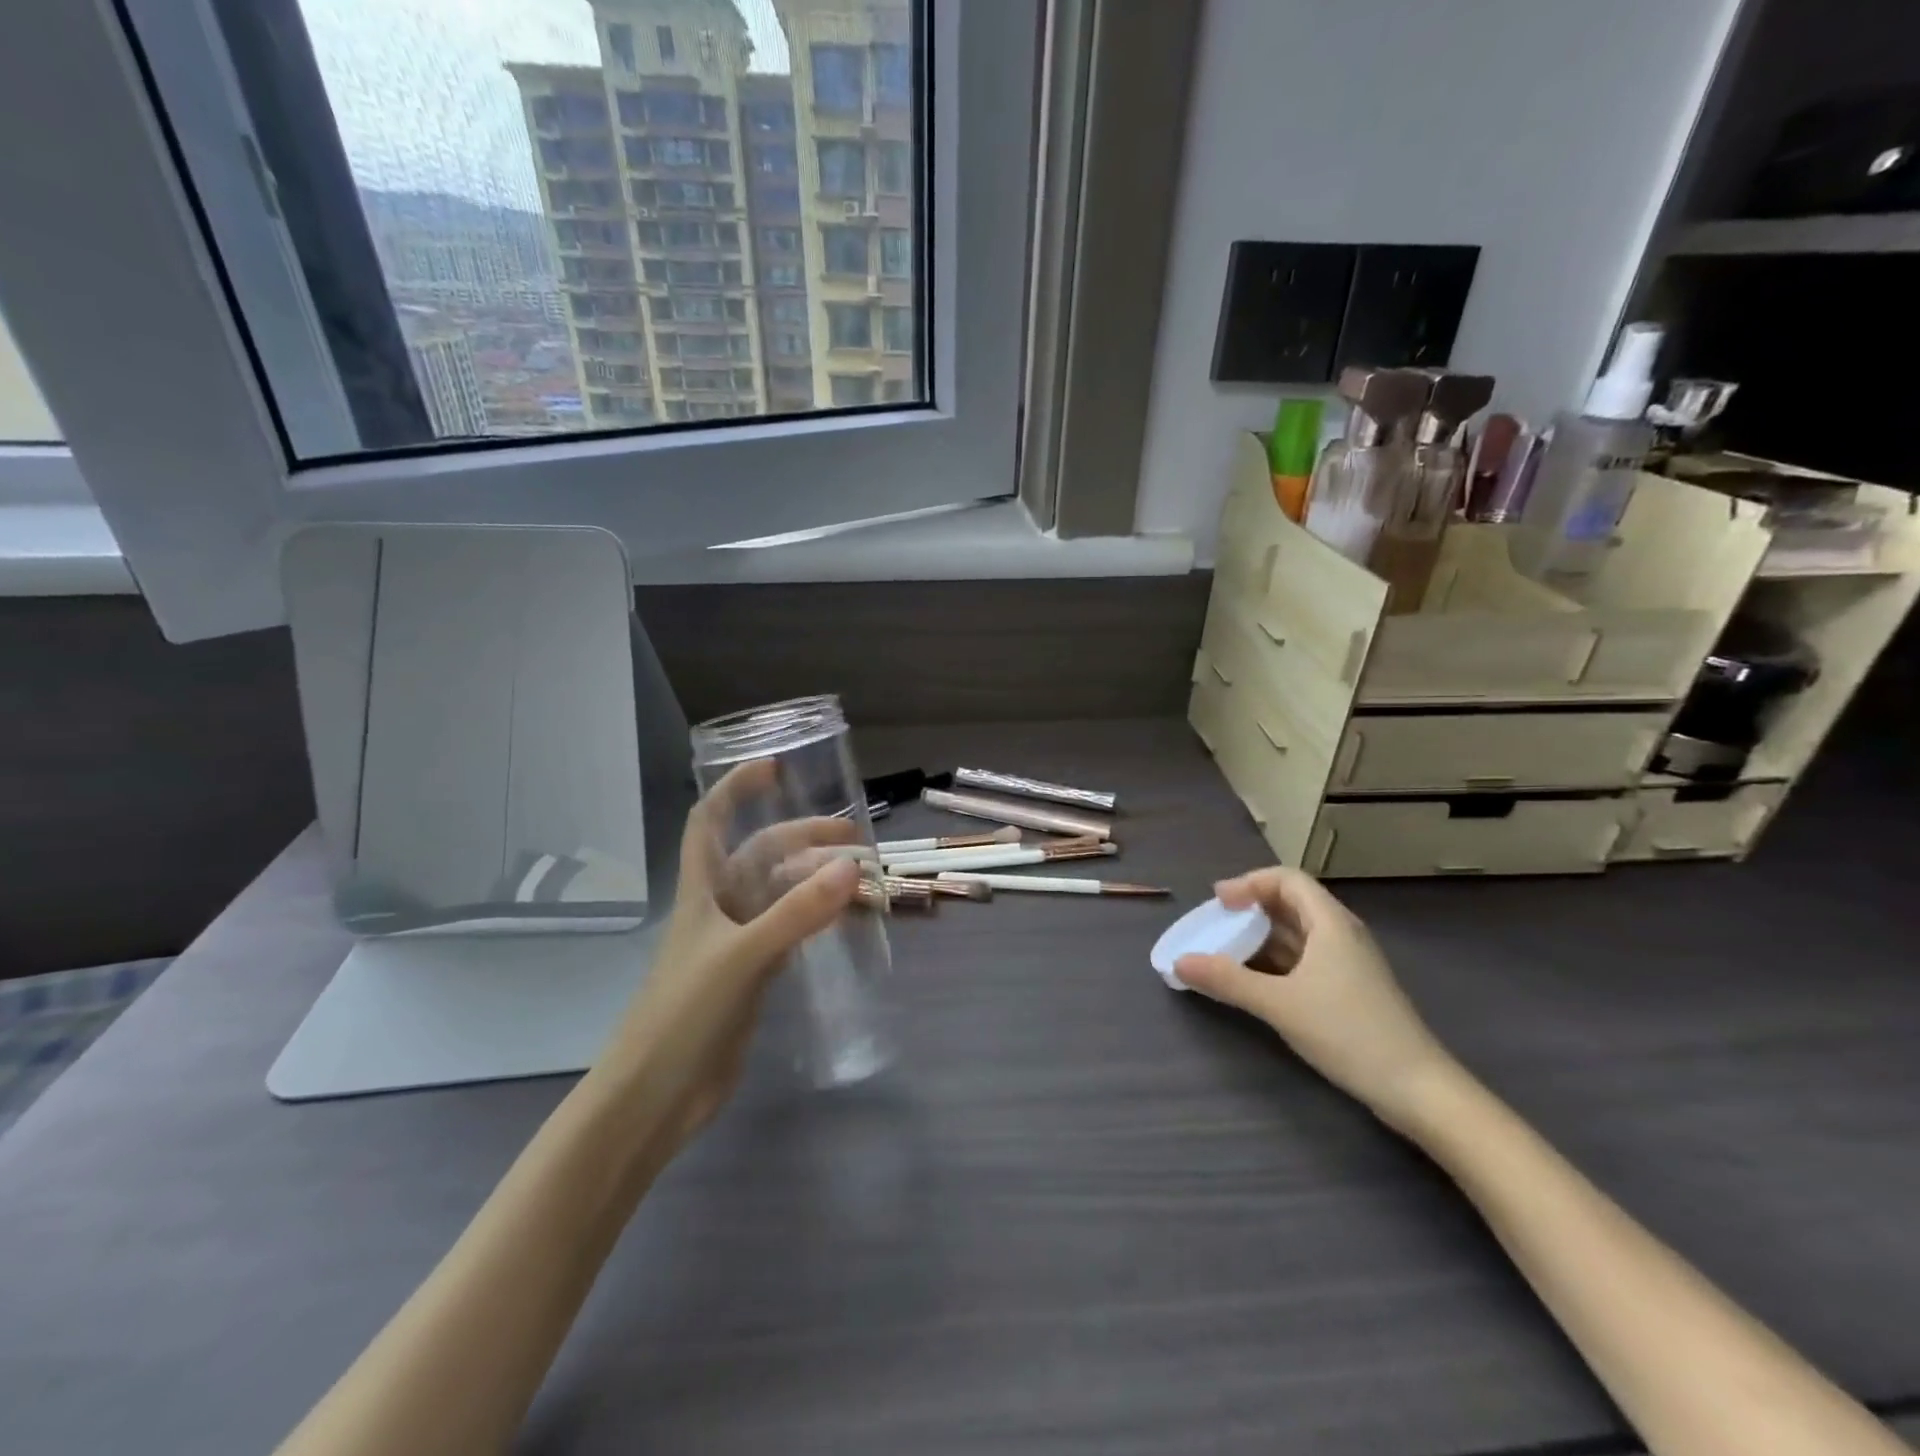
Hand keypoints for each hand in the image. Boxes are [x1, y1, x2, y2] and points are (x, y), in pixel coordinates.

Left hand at [593, 760, 863, 1148]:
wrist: (655, 1097)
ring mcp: (736, 943)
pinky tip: (845, 920)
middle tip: (854, 838)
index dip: (734, 789)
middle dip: (802, 838)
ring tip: (861, 877)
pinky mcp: (751, 977)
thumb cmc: (684, 1014)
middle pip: (760, 855)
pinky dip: (816, 919)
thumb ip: (796, 912)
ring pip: (780, 894)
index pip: (709, 821)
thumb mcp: (741, 956)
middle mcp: (719, 908)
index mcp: (701, 891)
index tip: (775, 768)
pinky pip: (790, 932)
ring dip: (815, 880)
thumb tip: (850, 866)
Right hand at [1175, 866, 1460, 1132]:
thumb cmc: (1349, 1032)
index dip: (1249, 882)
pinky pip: (1304, 960)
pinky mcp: (1349, 990)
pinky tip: (1255, 981)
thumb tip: (1180, 962)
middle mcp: (1341, 934)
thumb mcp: (1280, 1004)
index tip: (1218, 902)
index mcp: (1331, 923)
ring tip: (1226, 951)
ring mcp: (1348, 964)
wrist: (1418, 1089)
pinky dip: (1275, 962)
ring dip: (1261, 937)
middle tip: (1216, 924)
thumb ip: (1228, 980)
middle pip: (1291, 903)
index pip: (1287, 879)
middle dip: (1251, 909)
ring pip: (1298, 934)